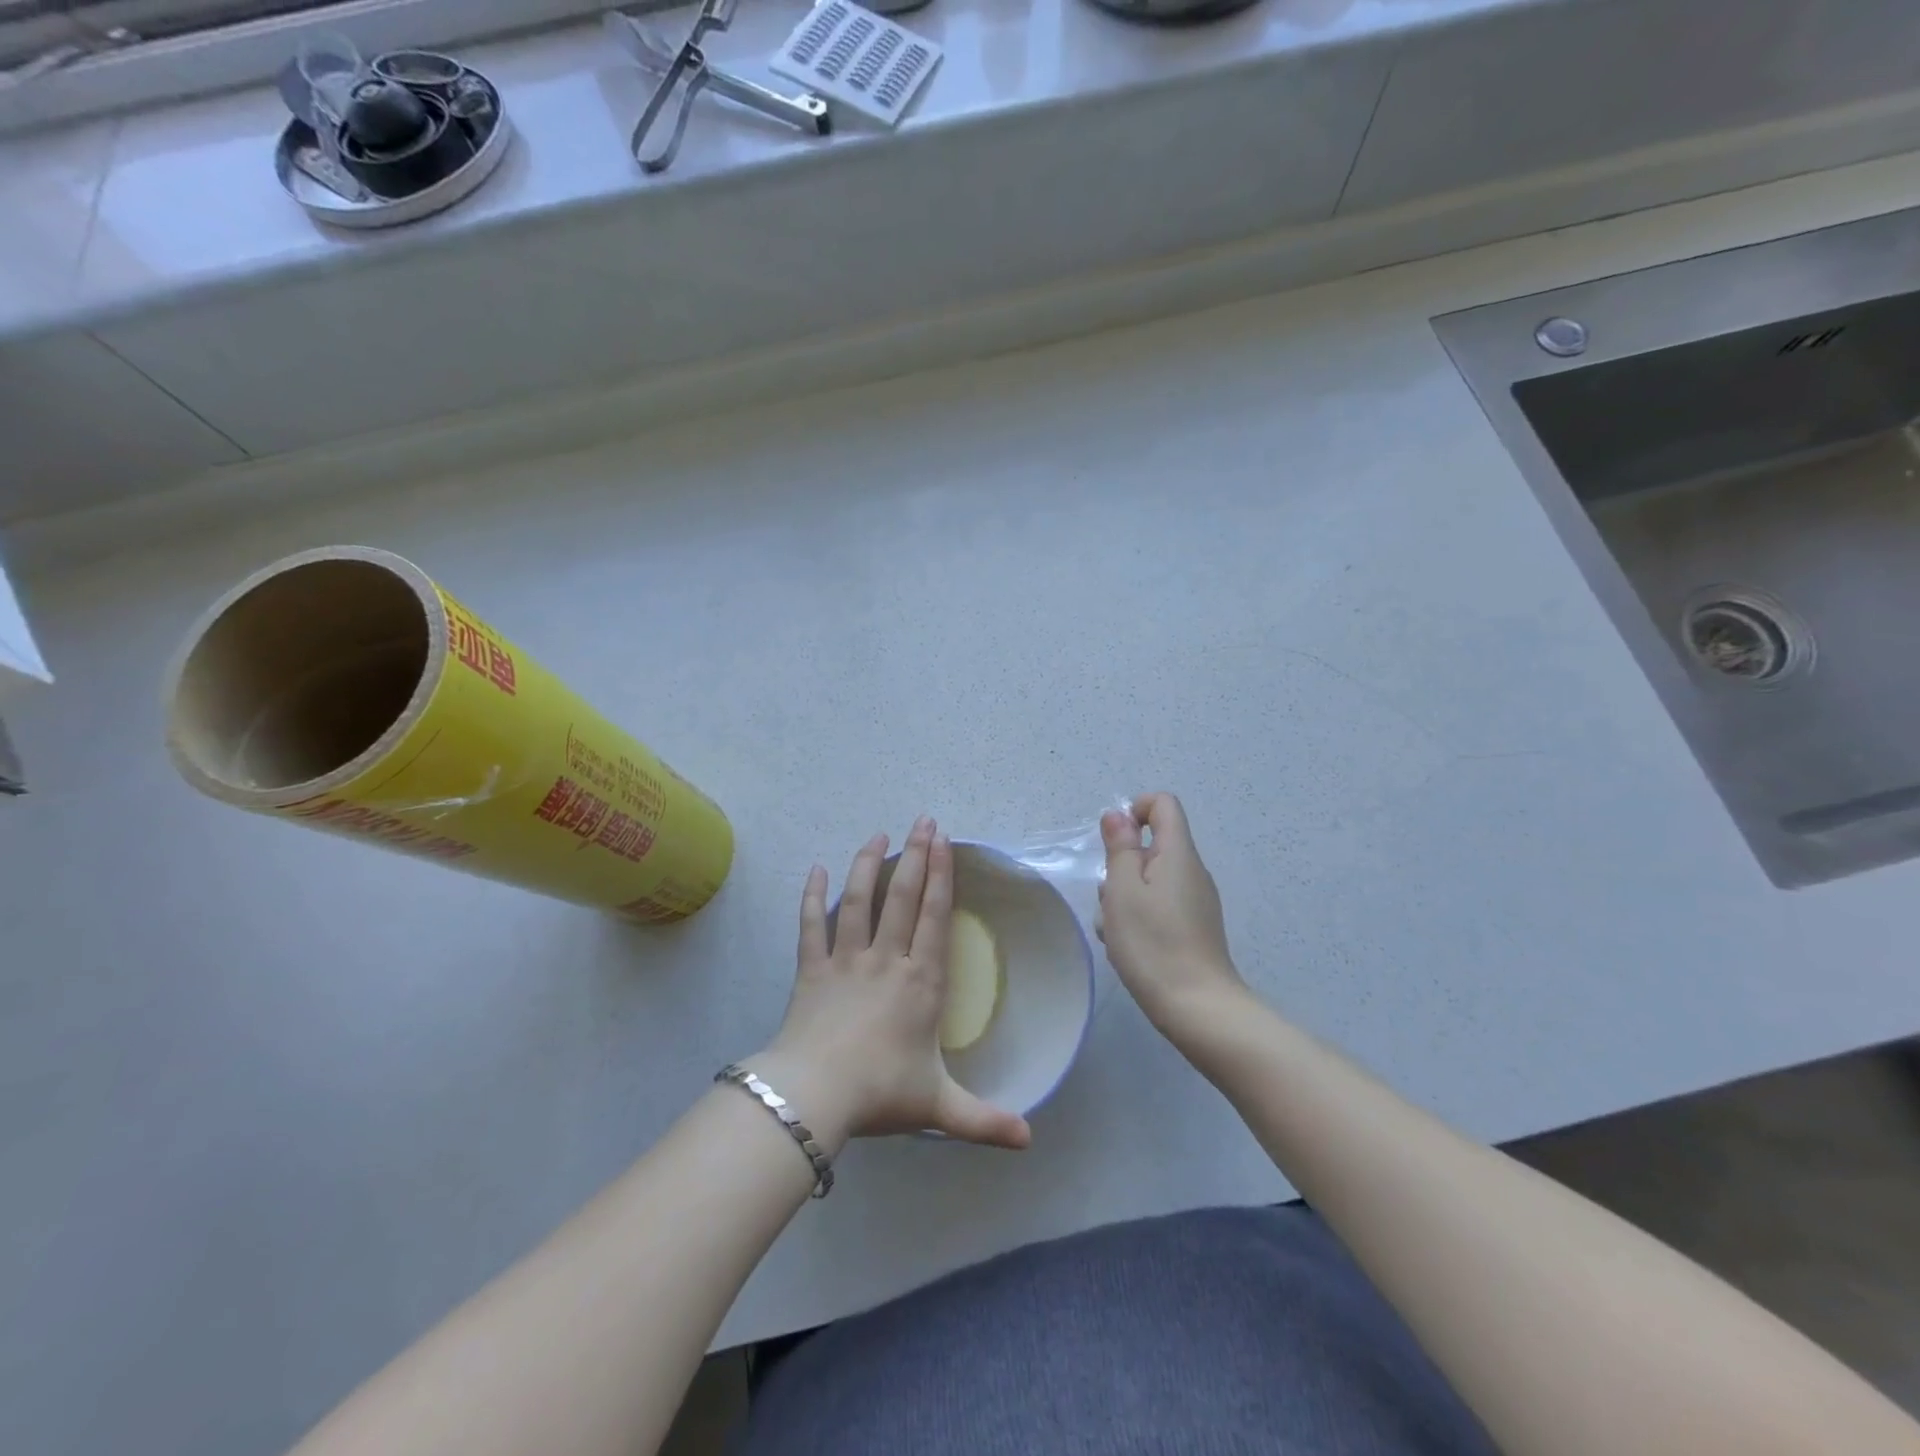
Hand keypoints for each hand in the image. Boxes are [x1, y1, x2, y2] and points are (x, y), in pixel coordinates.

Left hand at [755, 817, 1031, 1152]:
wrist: (814, 1095)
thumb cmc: (880, 1093)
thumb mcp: (939, 1107)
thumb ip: (984, 1121)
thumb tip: (1030, 1141)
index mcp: (920, 981)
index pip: (934, 917)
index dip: (941, 876)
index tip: (944, 842)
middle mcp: (886, 960)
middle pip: (902, 897)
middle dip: (916, 856)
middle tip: (922, 821)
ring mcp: (845, 960)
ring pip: (858, 901)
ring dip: (868, 864)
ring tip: (877, 835)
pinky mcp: (811, 969)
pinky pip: (810, 925)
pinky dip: (811, 896)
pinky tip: (814, 869)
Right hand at [1099, 793, 1247, 1033]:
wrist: (1197, 1008)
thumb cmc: (1153, 943)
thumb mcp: (1122, 890)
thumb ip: (1120, 847)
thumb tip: (1118, 815)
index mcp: (1179, 854)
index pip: (1163, 804)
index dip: (1134, 810)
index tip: (1113, 843)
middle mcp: (1192, 871)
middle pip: (1152, 846)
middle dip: (1121, 865)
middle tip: (1111, 899)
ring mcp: (1195, 901)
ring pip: (1149, 880)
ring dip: (1124, 896)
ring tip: (1115, 930)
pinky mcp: (1193, 928)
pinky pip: (1158, 906)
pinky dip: (1138, 917)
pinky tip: (1128, 947)